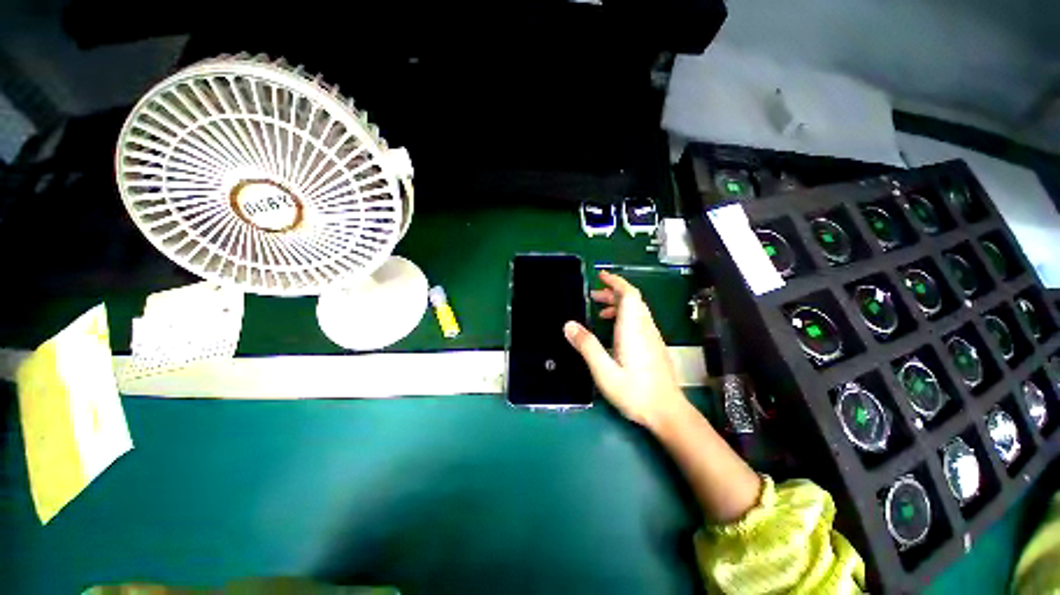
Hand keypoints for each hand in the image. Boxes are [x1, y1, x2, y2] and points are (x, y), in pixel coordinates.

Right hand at [564, 271, 687, 429]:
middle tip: (593, 296)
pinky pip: (640, 321)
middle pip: (633, 300)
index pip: (629, 295)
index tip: (601, 276)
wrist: (668, 412)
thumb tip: (568, 324)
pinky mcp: (654, 346)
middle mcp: (645, 328)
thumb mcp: (604, 371)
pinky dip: (625, 316)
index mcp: (633, 330)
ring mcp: (652, 337)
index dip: (616, 282)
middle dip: (613, 292)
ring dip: (619, 304)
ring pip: (637, 310)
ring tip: (600, 312)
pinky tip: (614, 331)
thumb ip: (587, 346)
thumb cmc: (635, 392)